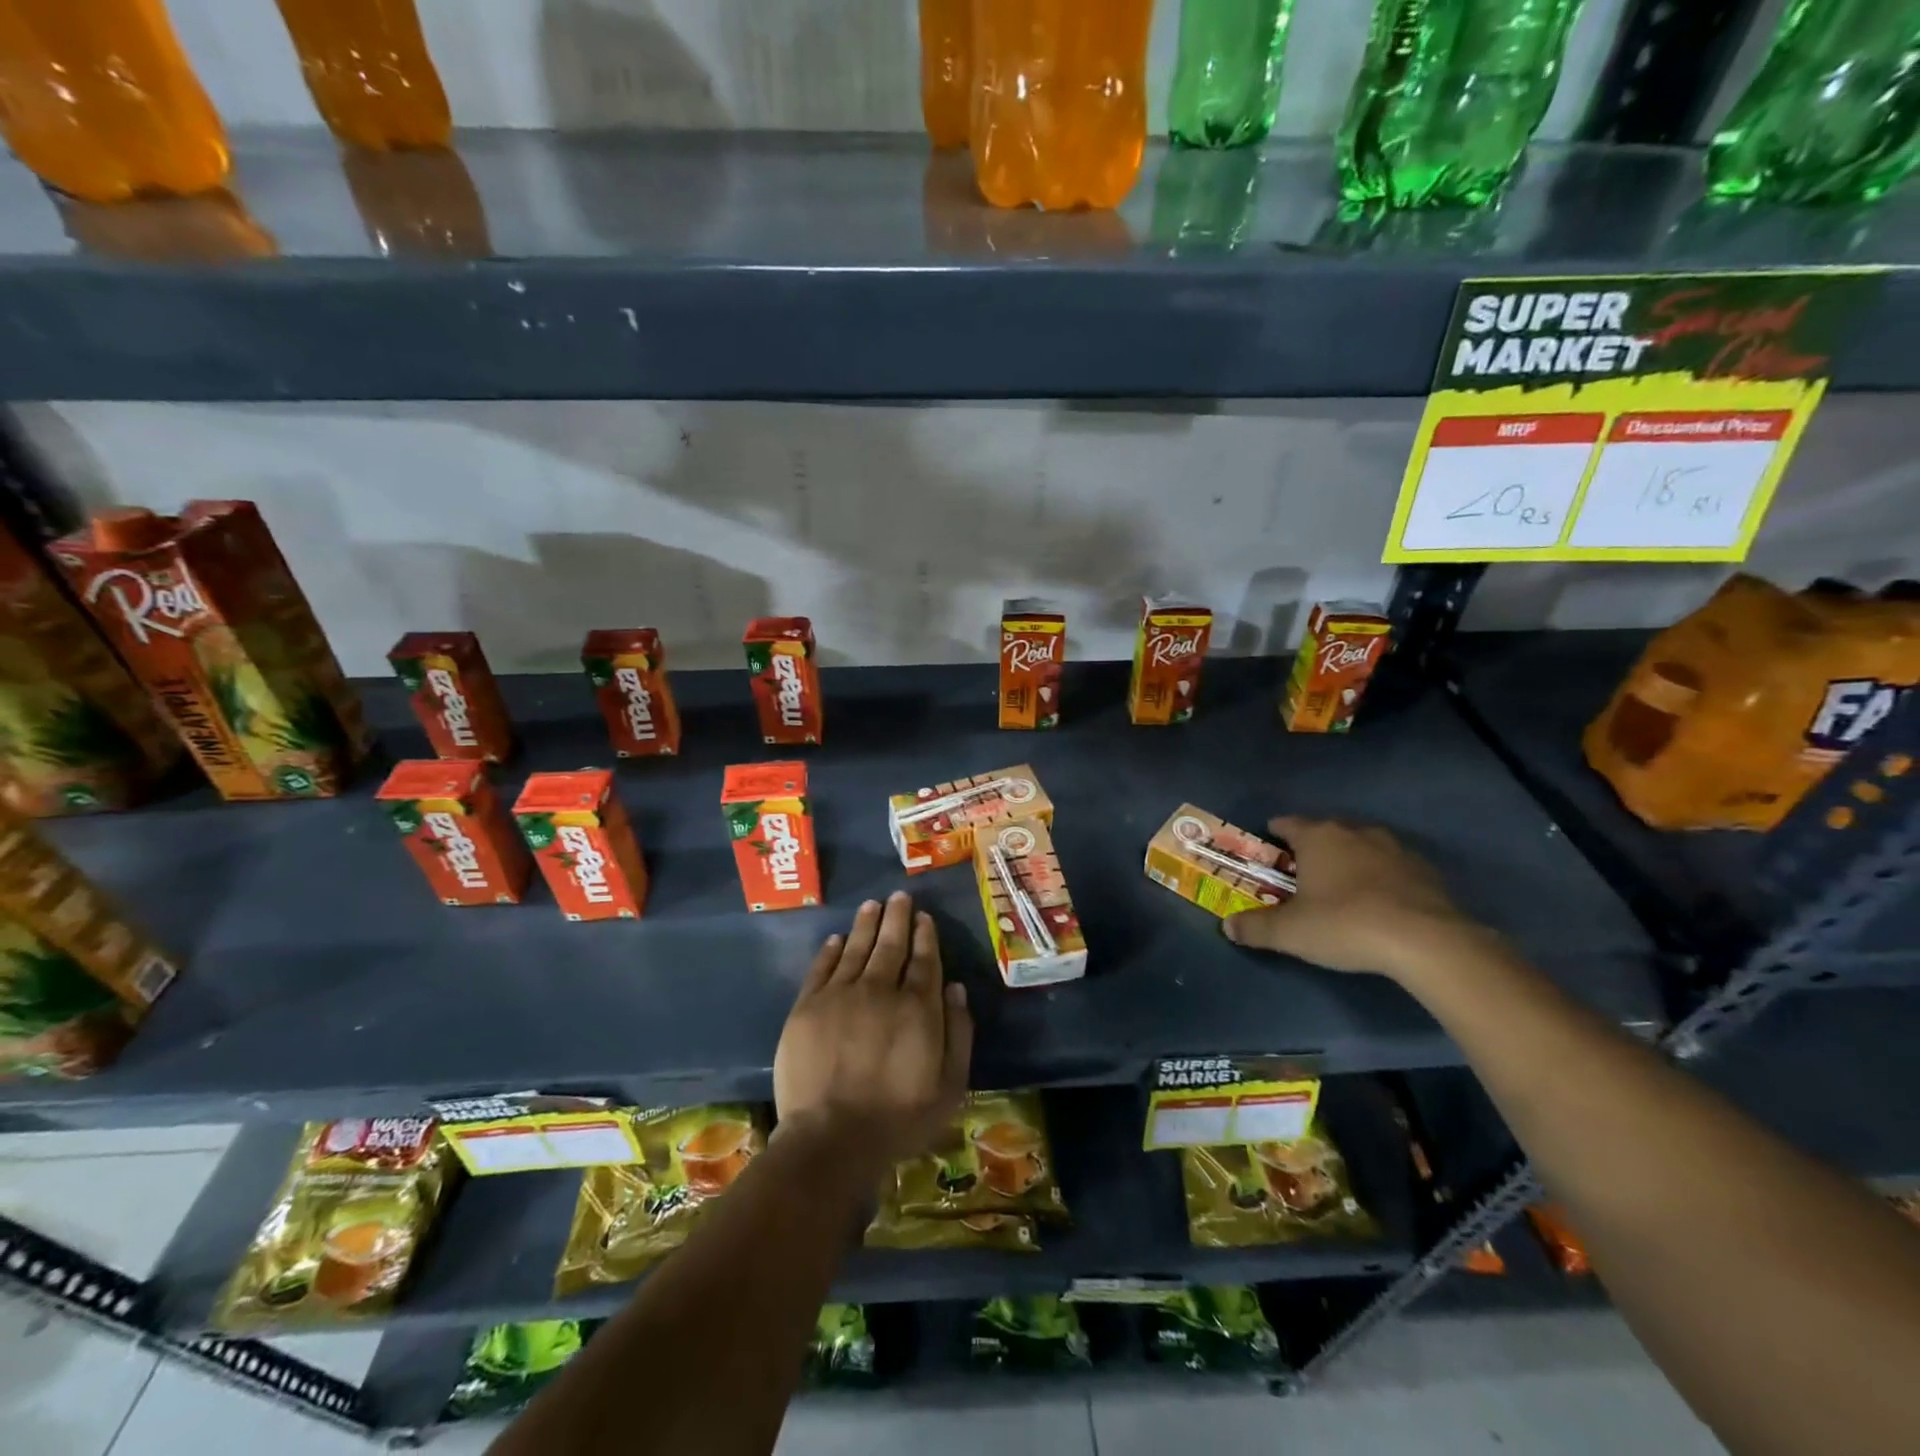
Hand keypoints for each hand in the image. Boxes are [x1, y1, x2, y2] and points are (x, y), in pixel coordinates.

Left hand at [774, 892, 972, 1168]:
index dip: (925, 937)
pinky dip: (830, 951)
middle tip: (899, 896)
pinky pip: (821, 969)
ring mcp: (840, 995)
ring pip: (856, 948)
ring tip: (872, 905)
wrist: (832, 1138)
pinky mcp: (807, 1007)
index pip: (924, 961)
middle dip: (897, 918)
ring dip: (866, 924)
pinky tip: (836, 938)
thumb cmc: (898, 1119)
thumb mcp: (949, 1086)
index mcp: (917, 1008)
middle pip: (890, 945)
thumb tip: (957, 989)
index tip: (925, 917)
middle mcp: (880, 990)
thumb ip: (959, 1034)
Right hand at [1222, 816, 1480, 978]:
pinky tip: (1379, 903)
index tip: (1268, 846)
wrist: (1427, 942)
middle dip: (1312, 847)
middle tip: (1301, 872)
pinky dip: (1381, 878)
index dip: (1275, 833)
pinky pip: (1393, 867)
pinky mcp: (1426, 871)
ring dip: (1350, 860)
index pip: (1288, 824)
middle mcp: (1354, 832)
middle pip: (1325, 831)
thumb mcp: (1290, 932)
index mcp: (1318, 836)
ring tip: (1341, 886)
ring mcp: (1395, 848)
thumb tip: (1227, 927)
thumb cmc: (1345, 924)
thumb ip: (1255, 927)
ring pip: (1361, 846)